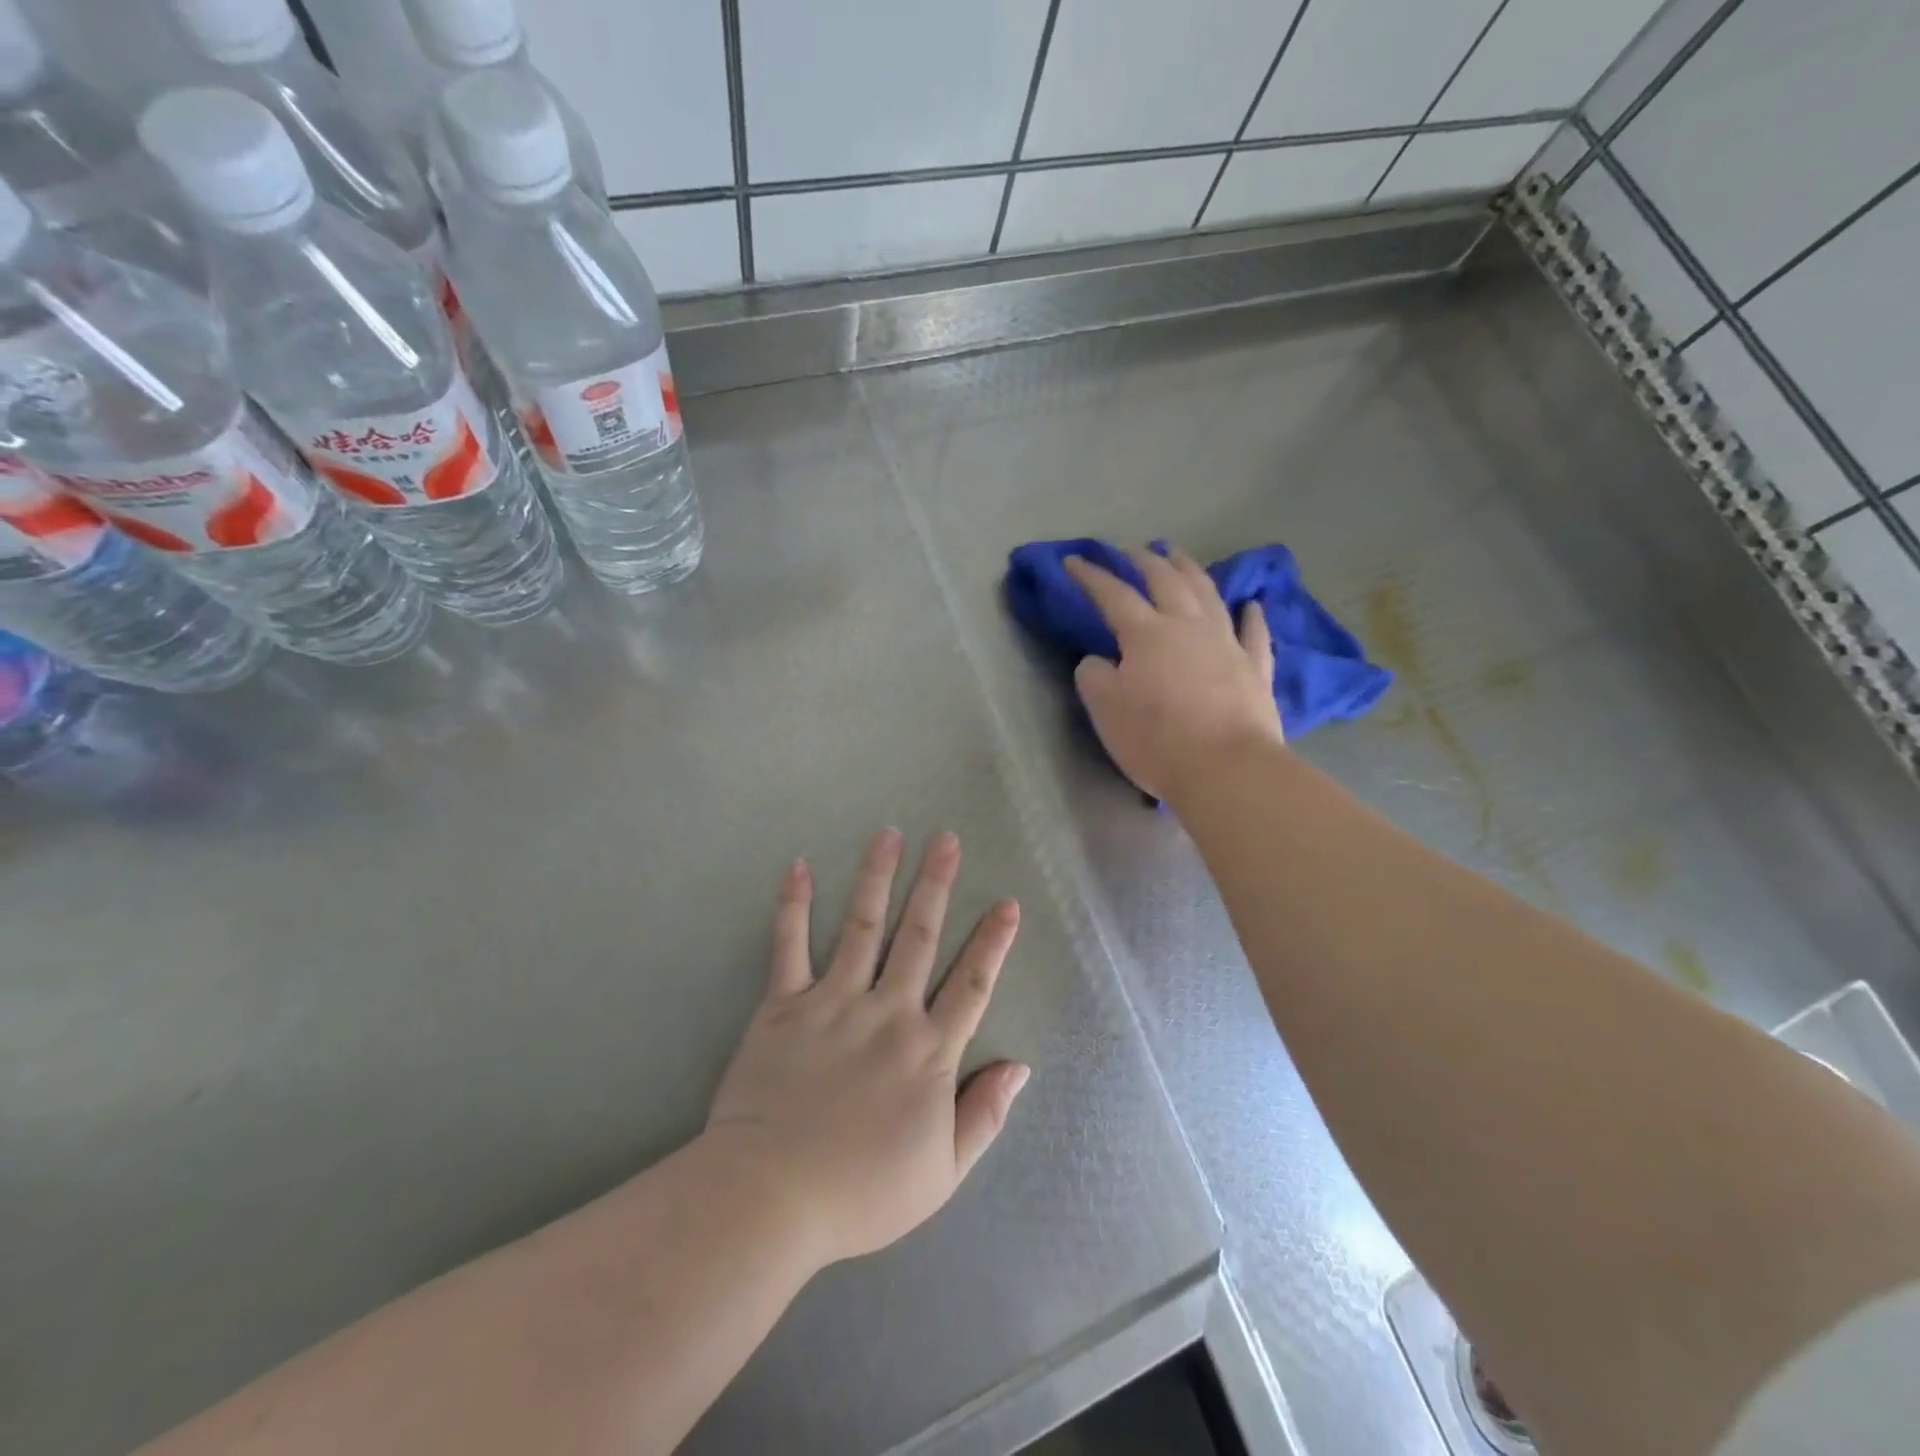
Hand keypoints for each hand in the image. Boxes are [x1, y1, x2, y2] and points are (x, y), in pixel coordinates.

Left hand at [704, 829, 1028, 1266]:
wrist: (771, 1199)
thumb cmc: (861, 1193)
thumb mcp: (941, 1172)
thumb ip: (984, 1116)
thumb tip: (1020, 1066)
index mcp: (928, 1052)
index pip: (971, 985)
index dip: (992, 943)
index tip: (1007, 903)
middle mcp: (887, 1013)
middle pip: (919, 937)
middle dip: (937, 885)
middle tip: (947, 840)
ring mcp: (833, 1003)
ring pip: (862, 927)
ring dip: (877, 877)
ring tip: (889, 834)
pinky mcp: (783, 1006)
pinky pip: (789, 947)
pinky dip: (793, 906)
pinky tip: (799, 867)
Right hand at [1066, 545, 1284, 800]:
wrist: (1226, 769)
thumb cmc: (1156, 740)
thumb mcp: (1105, 710)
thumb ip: (1094, 676)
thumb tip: (1099, 659)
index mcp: (1147, 635)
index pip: (1113, 595)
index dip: (1091, 576)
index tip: (1073, 560)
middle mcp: (1188, 627)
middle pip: (1166, 581)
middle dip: (1146, 560)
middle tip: (1133, 548)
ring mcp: (1227, 644)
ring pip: (1209, 595)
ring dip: (1191, 570)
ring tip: (1179, 555)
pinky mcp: (1255, 669)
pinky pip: (1254, 633)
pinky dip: (1251, 615)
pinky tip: (1251, 604)